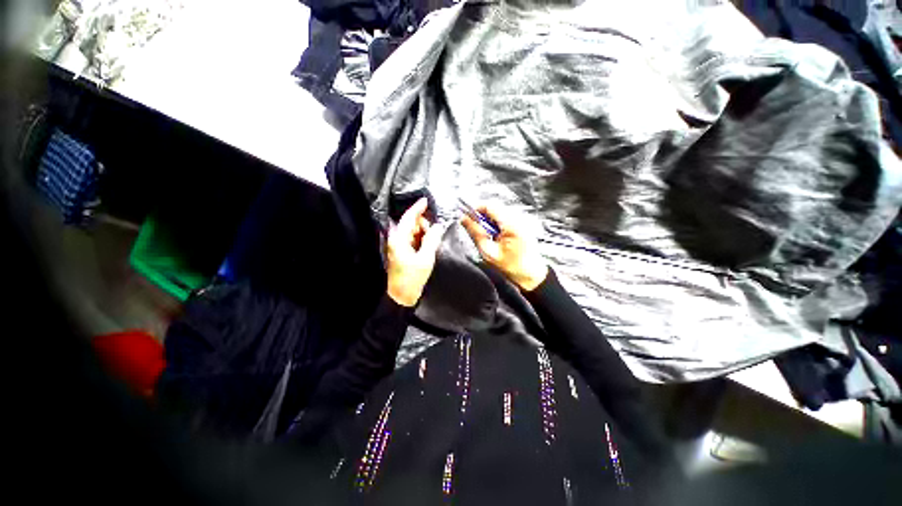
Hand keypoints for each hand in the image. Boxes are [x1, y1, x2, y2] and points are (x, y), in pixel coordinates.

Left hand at [385, 198, 446, 306]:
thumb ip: (432, 240)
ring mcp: (399, 246)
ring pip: (413, 232)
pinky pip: (413, 240)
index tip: (426, 200)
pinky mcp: (402, 252)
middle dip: (424, 225)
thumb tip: (438, 226)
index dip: (417, 208)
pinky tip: (428, 245)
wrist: (402, 296)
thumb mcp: (425, 258)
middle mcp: (397, 240)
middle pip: (411, 224)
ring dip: (424, 233)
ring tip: (433, 241)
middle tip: (435, 233)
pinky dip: (421, 239)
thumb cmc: (412, 277)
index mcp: (399, 239)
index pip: (408, 218)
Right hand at [461, 203, 547, 290]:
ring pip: (498, 213)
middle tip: (476, 231)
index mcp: (512, 225)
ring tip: (488, 237)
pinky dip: (497, 225)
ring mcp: (522, 221)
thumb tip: (465, 220)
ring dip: (489, 222)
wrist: (531, 276)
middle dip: (482, 217)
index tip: (467, 218)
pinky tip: (496, 238)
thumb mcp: (489, 252)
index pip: (490, 206)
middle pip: (494, 208)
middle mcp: (519, 219)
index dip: (476, 210)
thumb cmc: (513, 267)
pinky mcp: (522, 225)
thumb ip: (476, 233)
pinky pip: (505, 219)